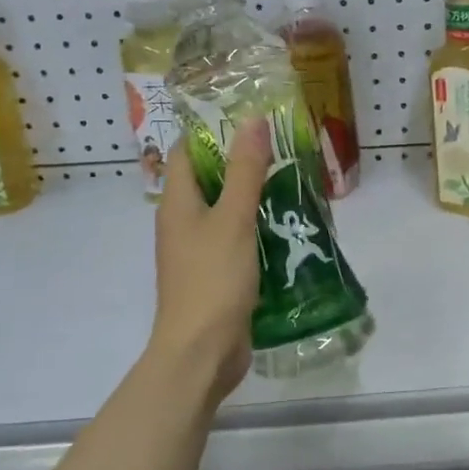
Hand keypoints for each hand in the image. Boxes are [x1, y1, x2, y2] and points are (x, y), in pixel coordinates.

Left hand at [149, 121, 270, 406]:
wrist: (201, 352)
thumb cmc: (212, 279)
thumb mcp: (233, 219)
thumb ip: (245, 171)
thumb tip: (253, 120)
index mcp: (177, 203)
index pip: (185, 151)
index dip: (211, 130)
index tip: (249, 117)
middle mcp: (182, 222)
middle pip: (207, 179)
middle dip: (240, 162)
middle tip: (281, 147)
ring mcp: (198, 251)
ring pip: (225, 211)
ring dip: (252, 196)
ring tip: (291, 180)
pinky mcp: (216, 275)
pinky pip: (235, 239)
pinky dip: (256, 228)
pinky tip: (286, 227)